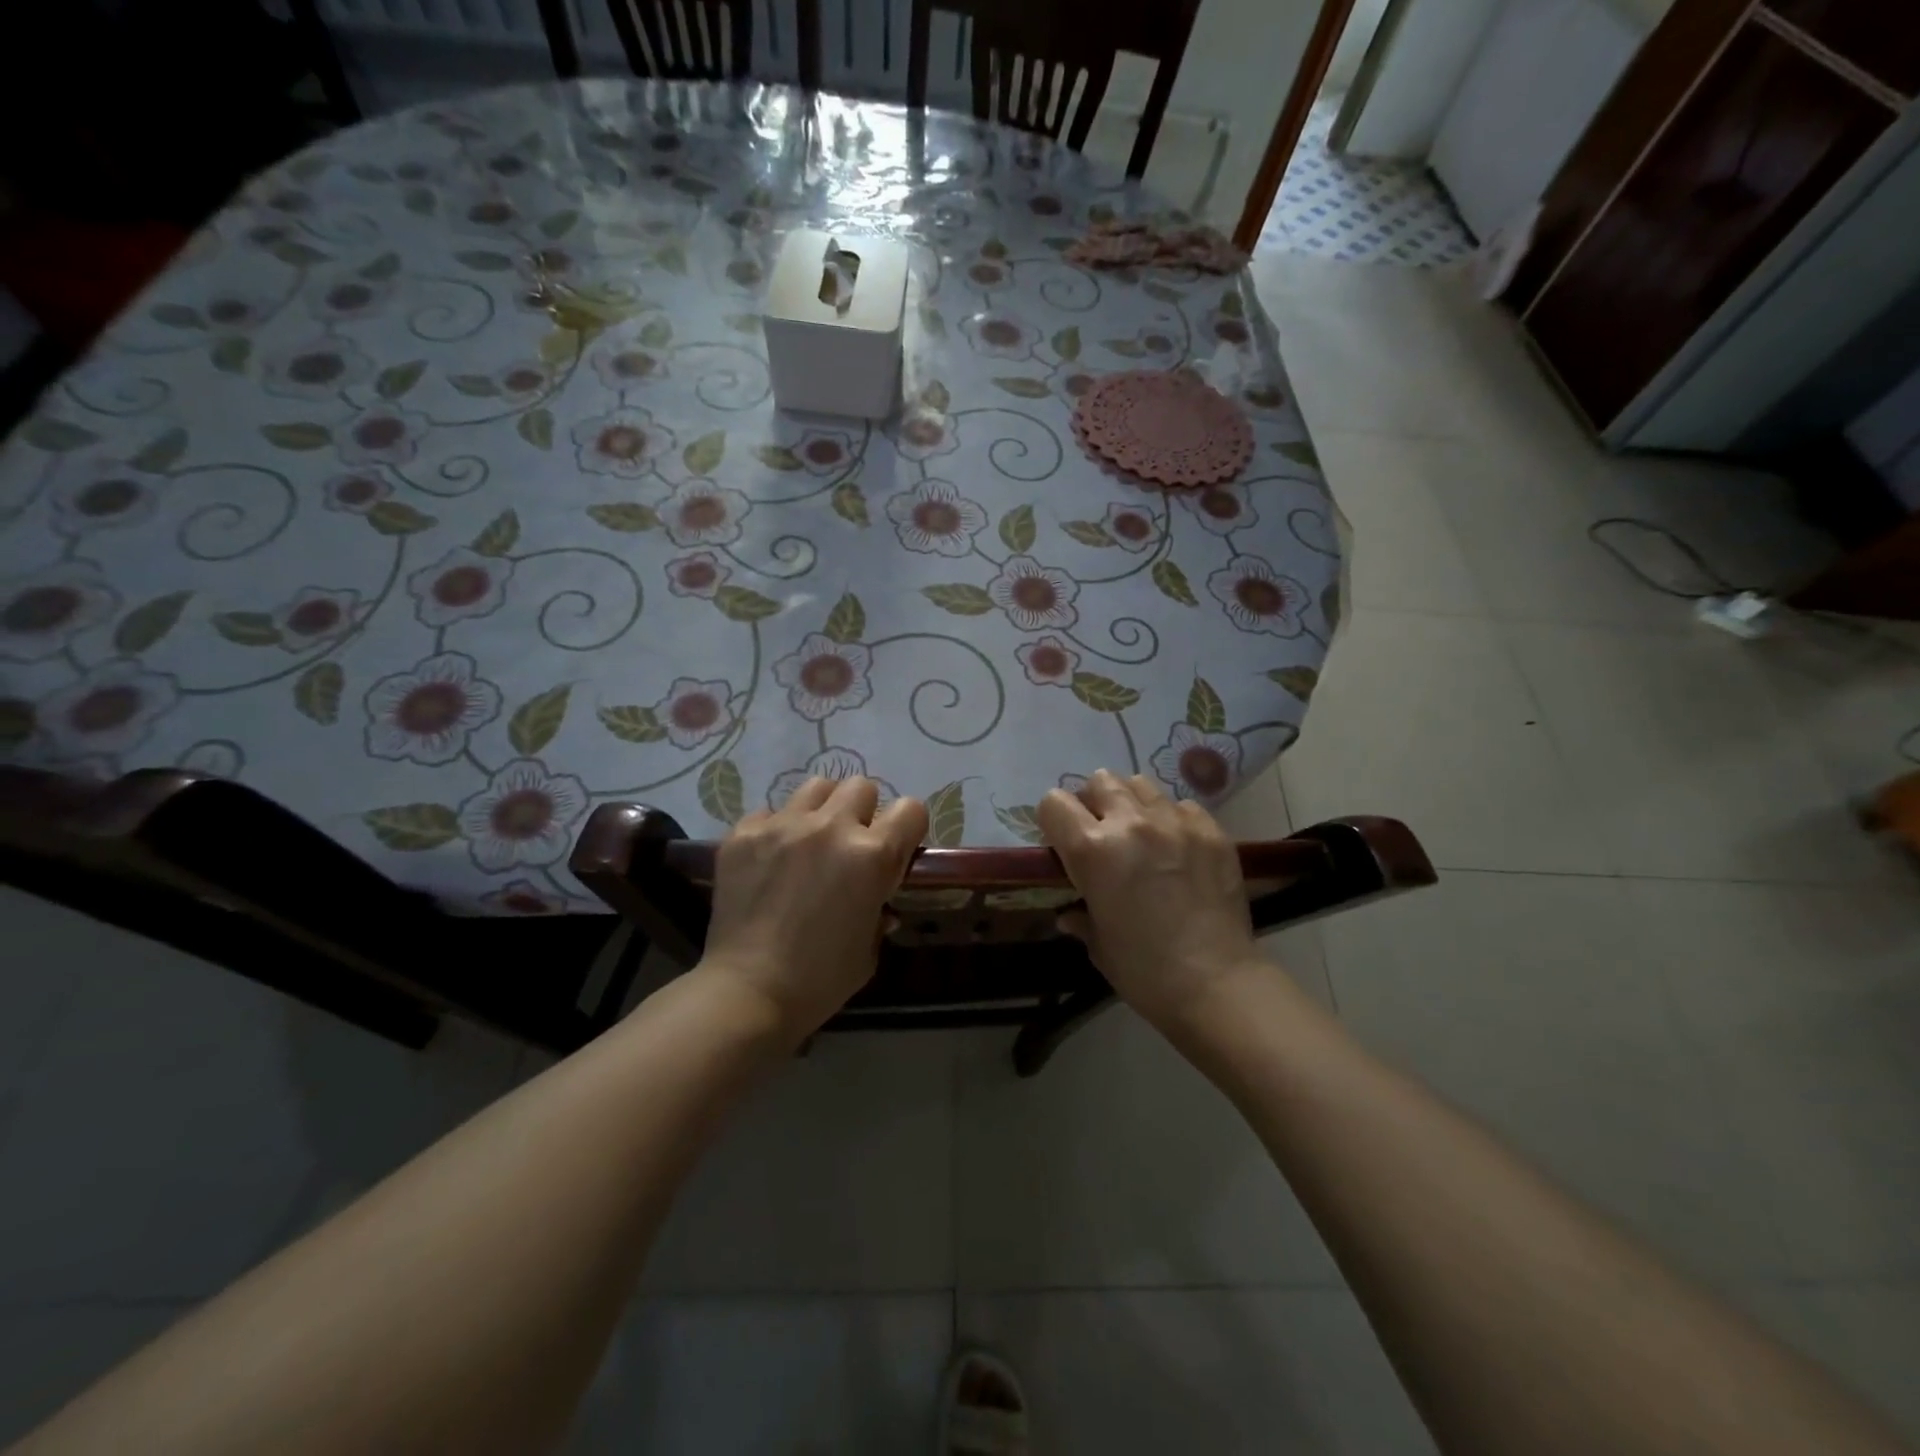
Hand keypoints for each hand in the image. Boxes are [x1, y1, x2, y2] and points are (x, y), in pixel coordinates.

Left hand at [698, 777, 927, 1039]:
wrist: (748, 993)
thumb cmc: (821, 980)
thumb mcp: (870, 947)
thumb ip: (879, 908)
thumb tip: (877, 898)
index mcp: (872, 855)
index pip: (910, 809)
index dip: (908, 829)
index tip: (897, 848)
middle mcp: (830, 827)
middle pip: (861, 786)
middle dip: (863, 812)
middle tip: (850, 845)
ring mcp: (783, 825)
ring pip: (816, 787)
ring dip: (822, 810)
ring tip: (810, 841)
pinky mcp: (744, 833)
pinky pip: (769, 812)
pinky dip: (776, 830)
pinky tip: (769, 861)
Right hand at [1038, 770, 1264, 1031]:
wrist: (1216, 983)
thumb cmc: (1144, 970)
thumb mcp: (1099, 944)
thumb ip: (1081, 918)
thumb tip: (1069, 915)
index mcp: (1092, 849)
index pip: (1054, 803)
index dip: (1053, 821)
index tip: (1062, 841)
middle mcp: (1131, 823)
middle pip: (1100, 781)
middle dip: (1094, 802)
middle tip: (1103, 832)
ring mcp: (1175, 822)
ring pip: (1141, 785)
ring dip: (1133, 804)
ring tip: (1141, 833)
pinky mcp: (1211, 830)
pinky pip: (1182, 806)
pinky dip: (1173, 819)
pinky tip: (1179, 848)